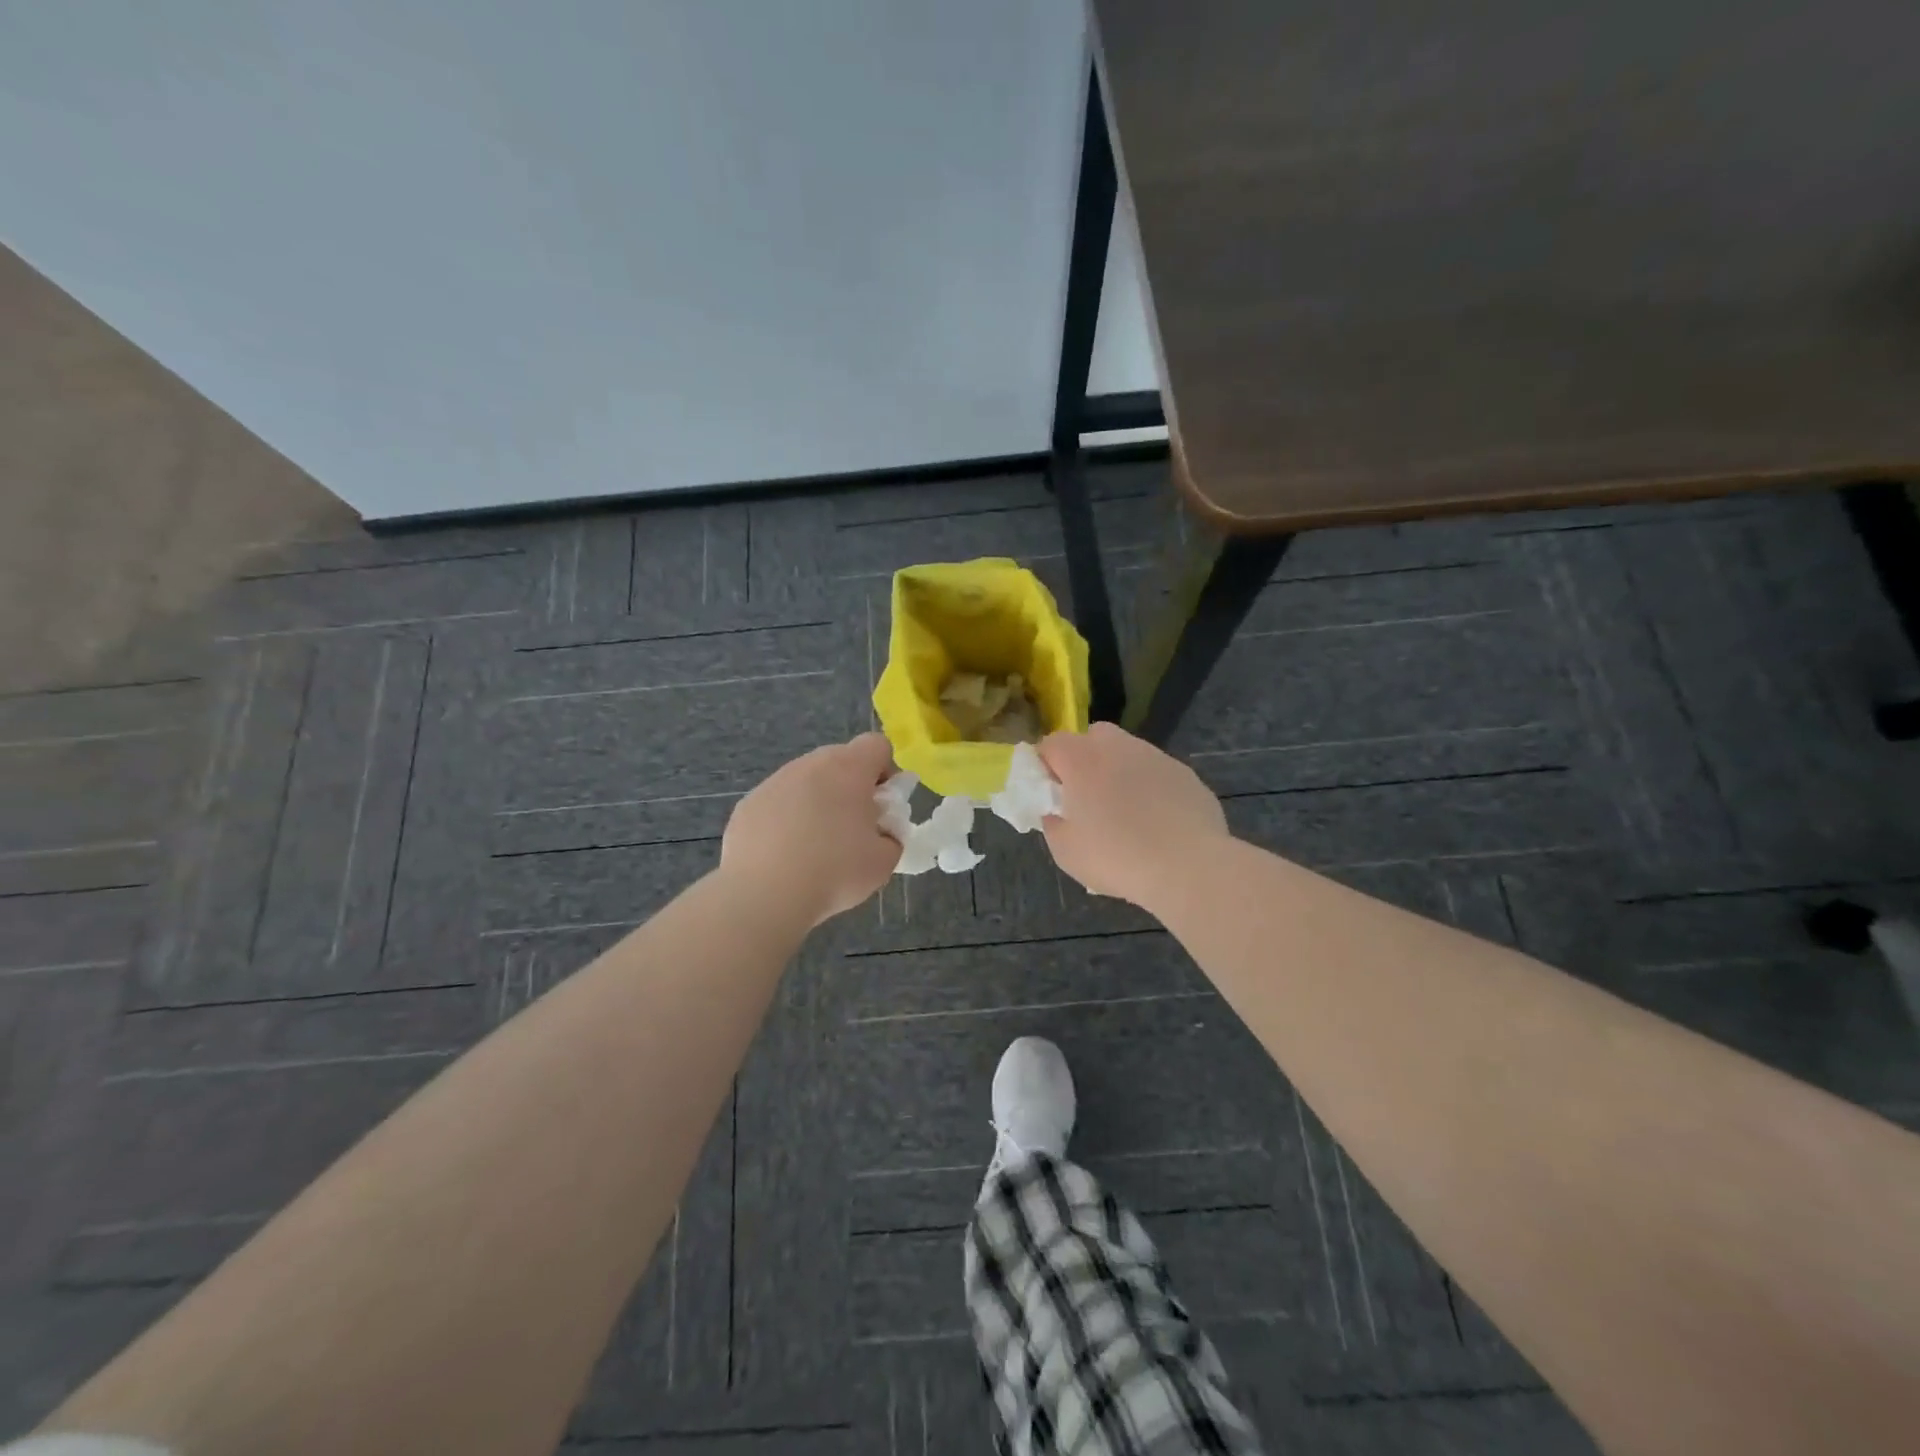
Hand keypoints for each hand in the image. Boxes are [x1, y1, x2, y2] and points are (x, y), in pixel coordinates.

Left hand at [721, 733, 901, 924]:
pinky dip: (786, 820)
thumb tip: (881, 832)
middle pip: (840, 760)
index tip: (883, 806)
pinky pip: (777, 803)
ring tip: (815, 847)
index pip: (877, 745)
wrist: (765, 895)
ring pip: (806, 781)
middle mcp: (810, 764)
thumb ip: (891, 836)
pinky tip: (785, 855)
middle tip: (853, 829)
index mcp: (848, 768)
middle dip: (851, 787)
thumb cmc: (835, 872)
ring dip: (817, 802)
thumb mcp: (884, 861)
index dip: (886, 771)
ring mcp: (774, 782)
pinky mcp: (748, 804)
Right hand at [1037, 722, 1229, 907]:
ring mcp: (1156, 757)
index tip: (1052, 794)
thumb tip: (1056, 813)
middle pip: (1093, 736)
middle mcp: (1118, 747)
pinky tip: (1158, 822)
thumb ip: (1053, 825)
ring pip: (1128, 752)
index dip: (1046, 765)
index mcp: (1081, 760)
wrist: (1188, 866)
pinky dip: (1151, 788)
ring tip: (1127, 813)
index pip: (1052, 743)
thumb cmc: (1116, 858)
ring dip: (1120, 772)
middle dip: (1085, 758)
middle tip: (1087, 797)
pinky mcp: (1185, 773)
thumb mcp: (1066, 852)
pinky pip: (1157, 773)